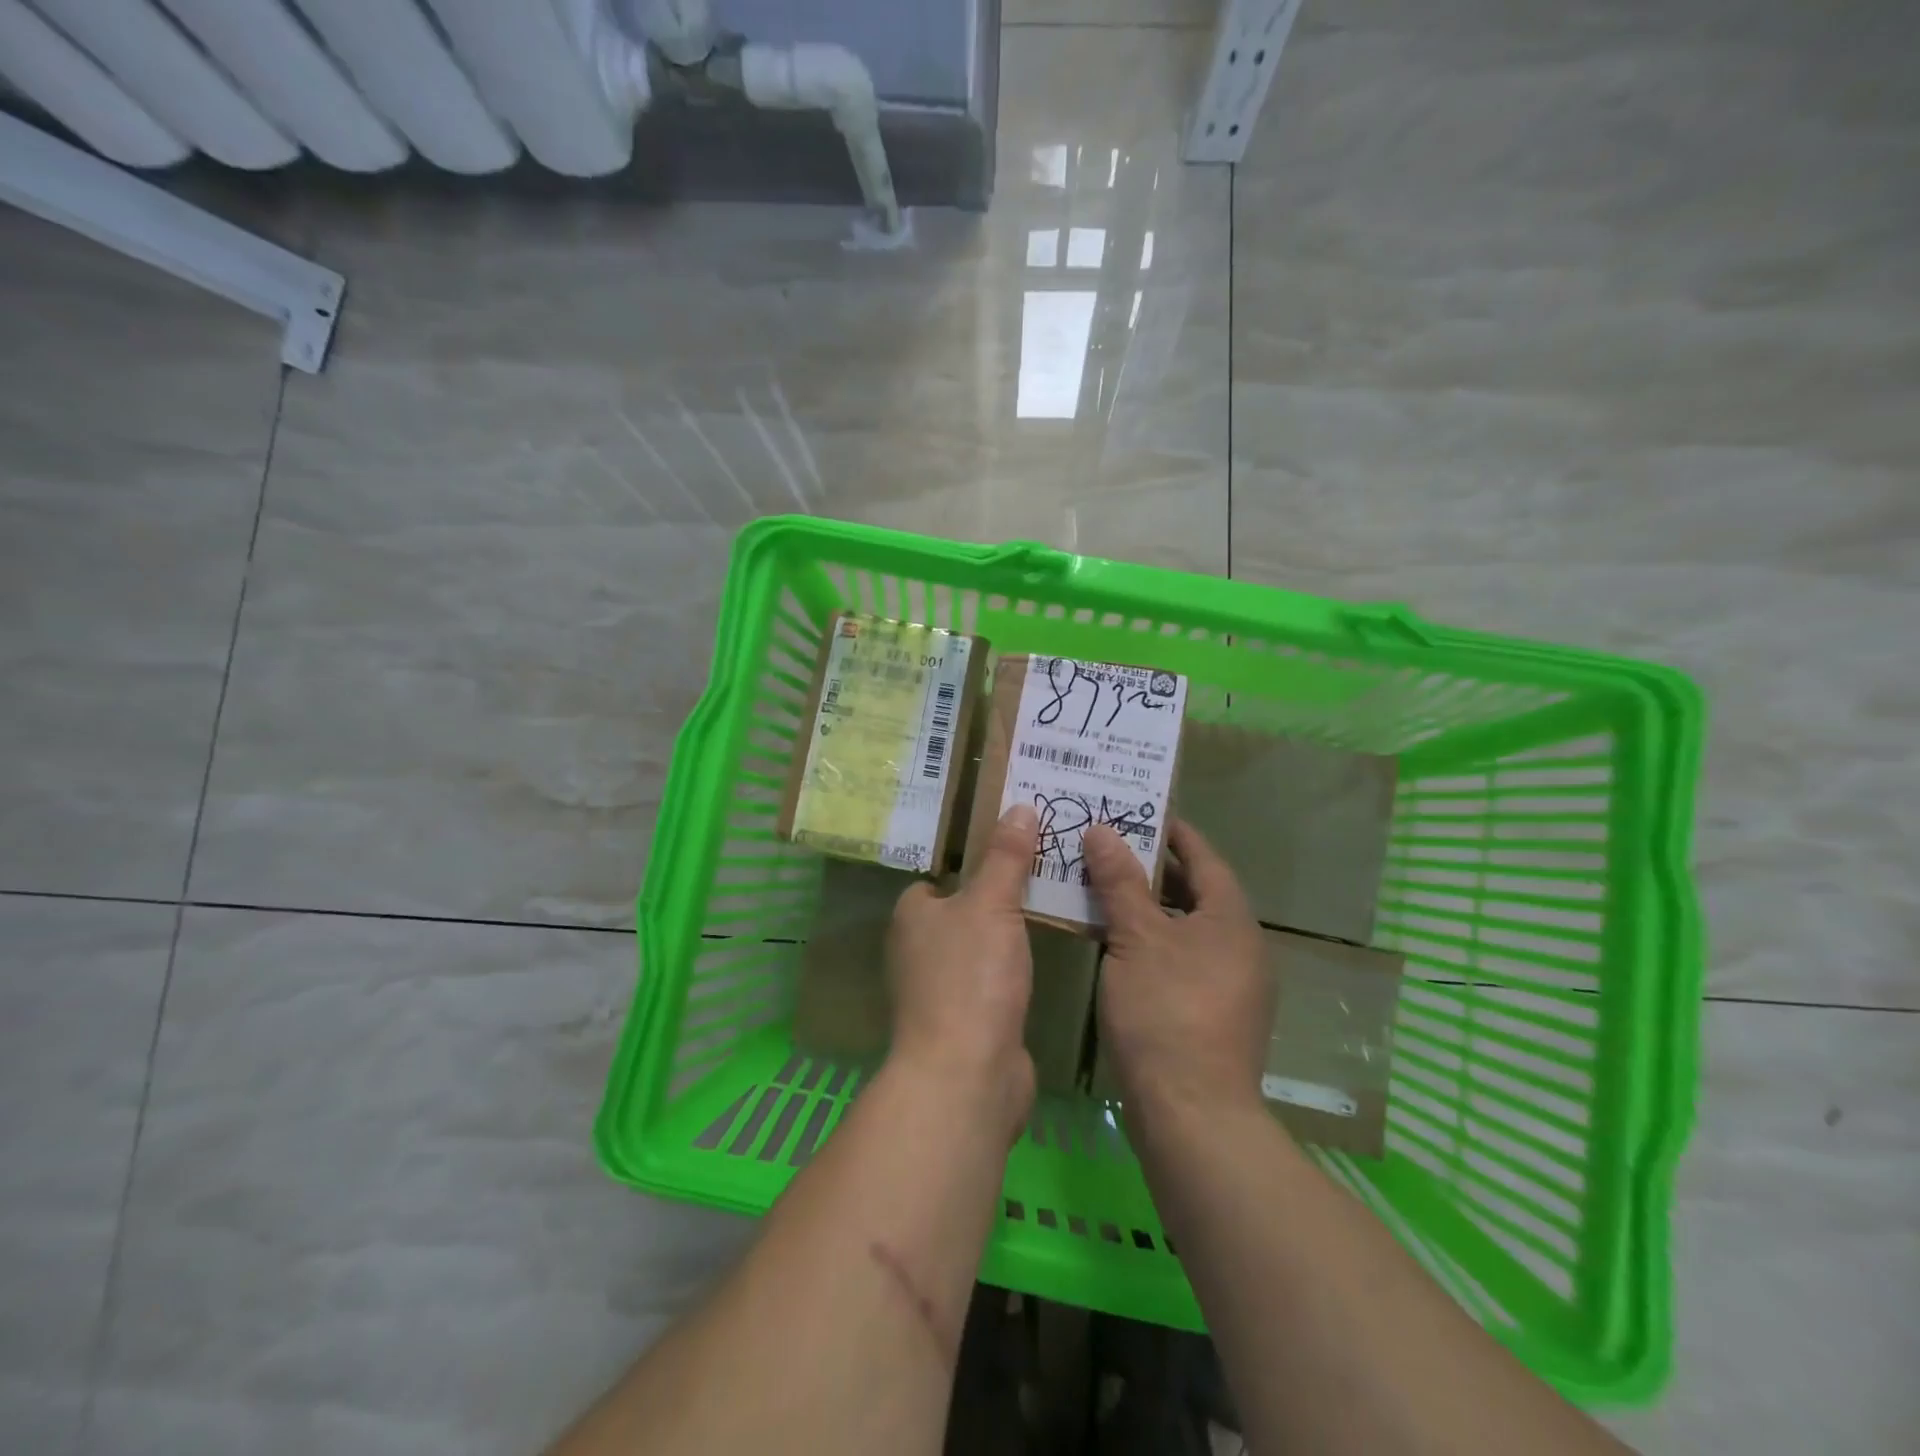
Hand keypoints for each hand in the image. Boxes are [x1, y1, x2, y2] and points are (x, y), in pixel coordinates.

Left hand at [885, 804, 1039, 1132]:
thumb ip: (1006, 856)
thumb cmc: (971, 977)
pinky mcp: (966, 1020)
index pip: (939, 876)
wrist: (967, 1075)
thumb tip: (1018, 806)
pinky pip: (992, 980)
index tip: (1014, 847)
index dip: (973, 861)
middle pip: (962, 909)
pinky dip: (1012, 970)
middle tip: (1045, 869)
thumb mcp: (992, 904)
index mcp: (912, 915)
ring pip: (979, 945)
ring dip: (1008, 934)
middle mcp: (917, 949)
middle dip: (998, 895)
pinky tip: (1044, 957)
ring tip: (1054, 903)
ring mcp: (940, 989)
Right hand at [1084, 819, 1272, 1119]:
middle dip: (1154, 869)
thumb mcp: (1136, 938)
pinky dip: (1151, 942)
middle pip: (1196, 892)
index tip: (1140, 811)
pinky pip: (1180, 958)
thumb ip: (1119, 881)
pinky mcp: (1212, 1015)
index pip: (1204, 858)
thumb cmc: (1166, 1011)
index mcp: (1231, 920)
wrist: (1192, 1115)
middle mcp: (1240, 947)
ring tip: (1104, 888)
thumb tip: (1103, 830)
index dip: (1173, 832)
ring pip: (1185, 928)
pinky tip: (1115, 944)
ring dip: (1148, 907)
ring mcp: (1230, 985)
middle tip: (1110, 846)